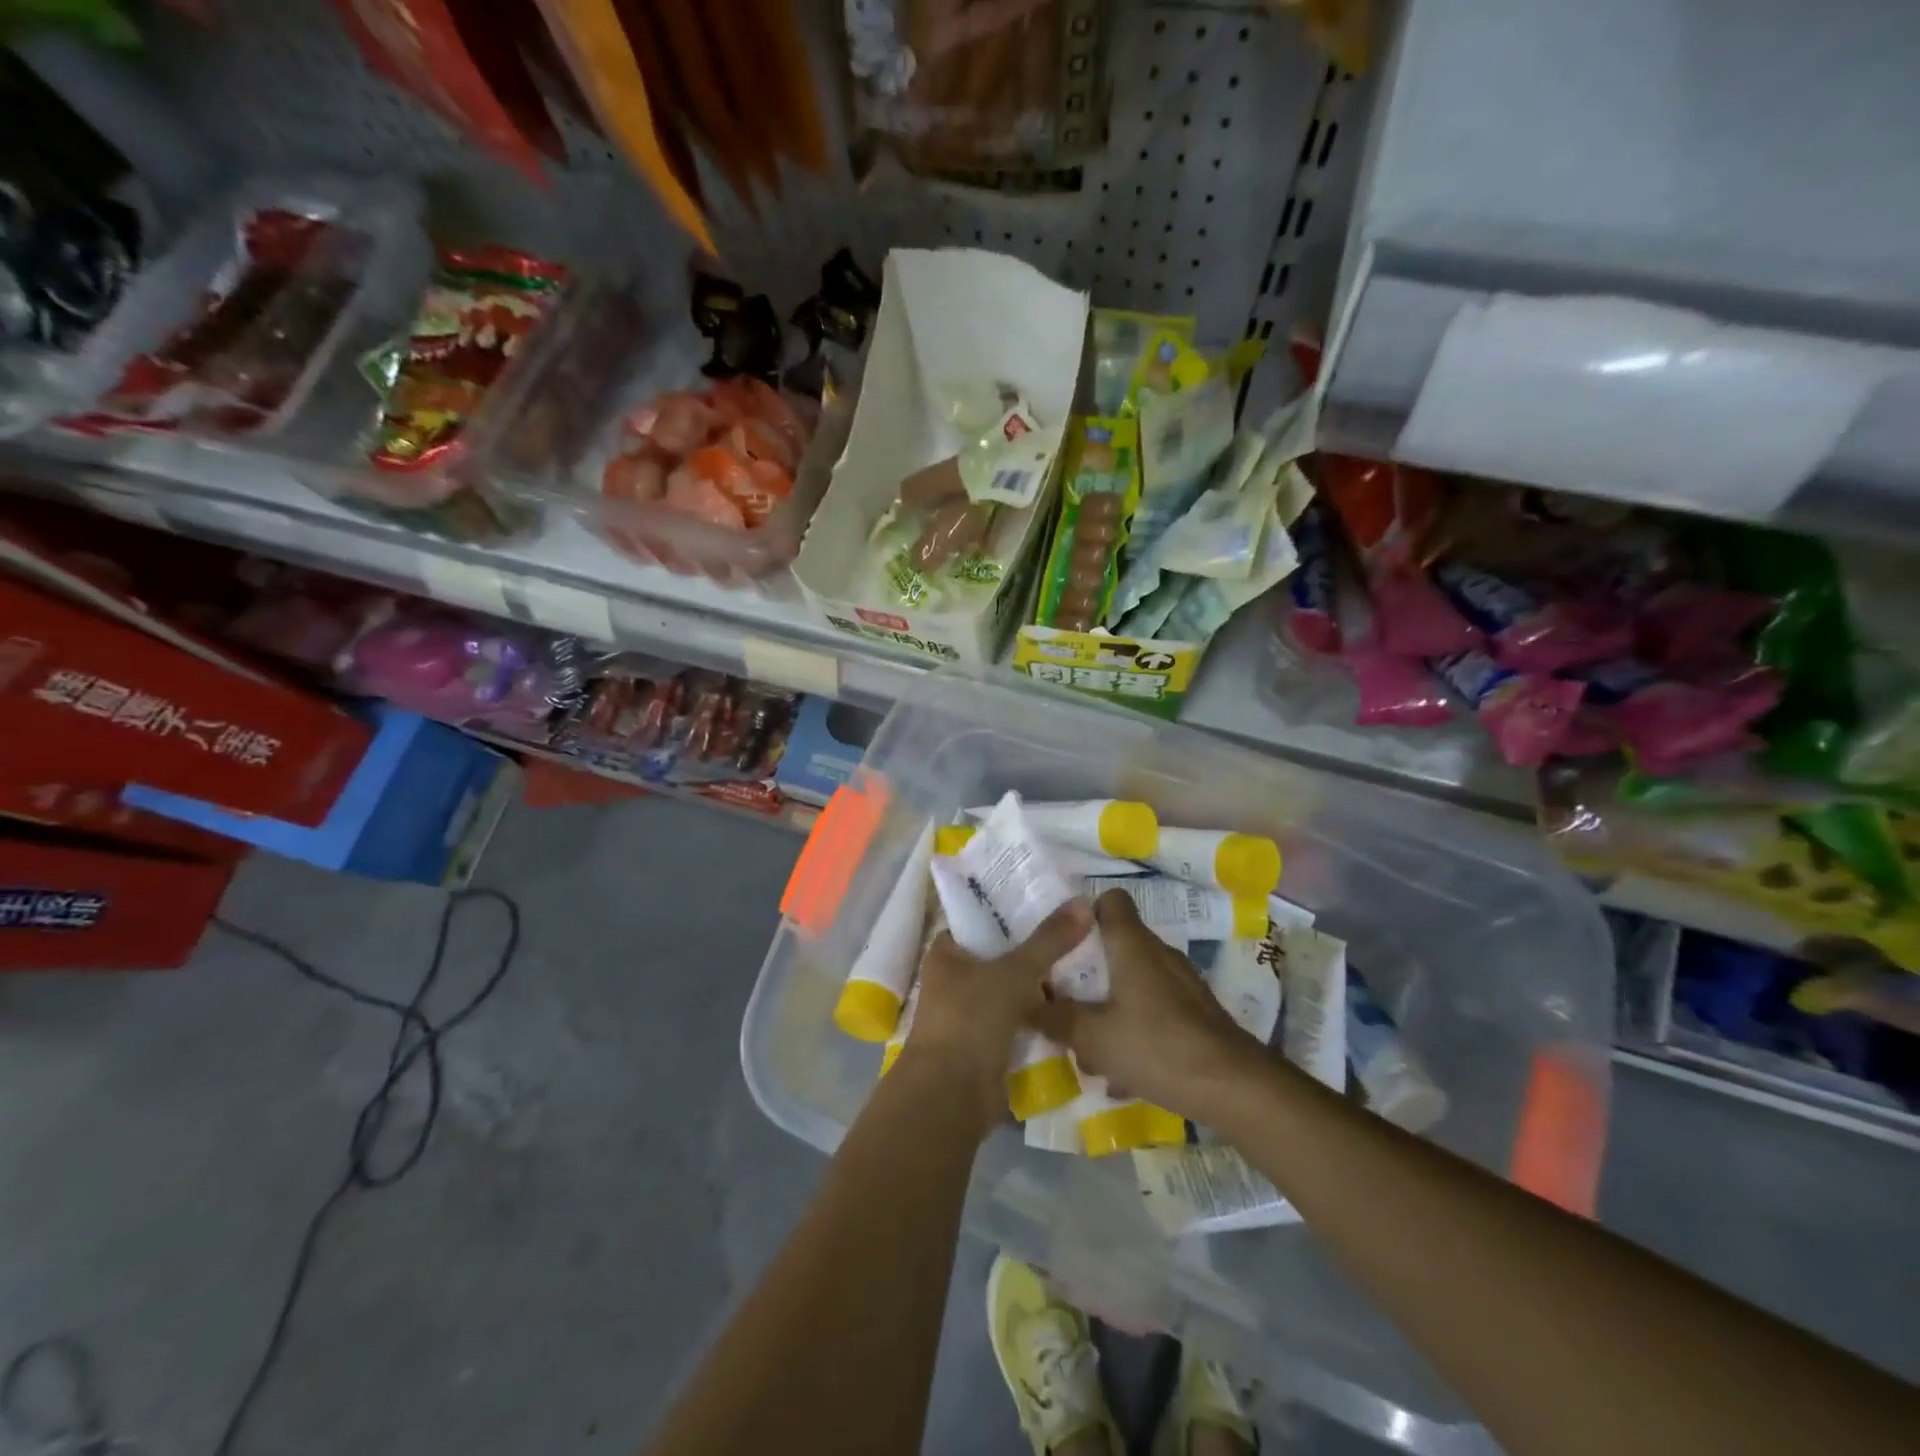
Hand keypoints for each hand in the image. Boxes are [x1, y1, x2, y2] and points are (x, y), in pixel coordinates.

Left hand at [896, 901, 1094, 1134]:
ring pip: (1011, 988)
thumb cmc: (971, 1020)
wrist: (952, 1096)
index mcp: (946, 953)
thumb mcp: (1014, 973)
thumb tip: (1084, 901)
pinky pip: (1018, 1018)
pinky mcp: (987, 1042)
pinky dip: (1040, 1013)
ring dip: (1040, 982)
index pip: (980, 920)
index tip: (1050, 900)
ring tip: (1084, 960)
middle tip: (1078, 929)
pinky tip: (1074, 1002)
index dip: (1012, 910)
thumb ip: (1049, 940)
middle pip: (1000, 954)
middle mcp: (954, 979)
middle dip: (1034, 947)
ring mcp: (970, 1012)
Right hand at [1031, 889, 1263, 1118]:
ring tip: (1088, 1047)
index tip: (1061, 942)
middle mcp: (1159, 954)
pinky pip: (1153, 1011)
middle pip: (1116, 946)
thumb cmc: (1156, 1045)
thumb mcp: (1091, 1036)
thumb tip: (1028, 1006)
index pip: (1110, 901)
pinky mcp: (1195, 1014)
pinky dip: (1134, 1030)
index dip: (1084, 915)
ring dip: (1109, 1007)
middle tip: (1063, 999)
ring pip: (1133, 983)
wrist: (1233, 1087)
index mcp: (1132, 945)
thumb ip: (1056, 1018)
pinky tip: (1122, 1072)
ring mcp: (1181, 984)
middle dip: (1088, 972)